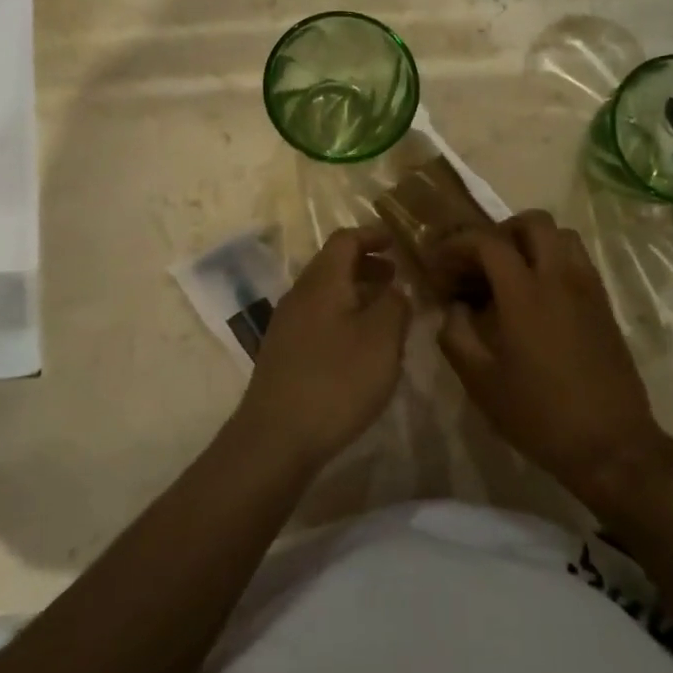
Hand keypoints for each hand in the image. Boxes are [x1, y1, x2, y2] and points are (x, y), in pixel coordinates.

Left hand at [234, 226, 410, 470]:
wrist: (276, 437)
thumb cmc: (336, 380)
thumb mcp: (381, 339)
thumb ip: (395, 305)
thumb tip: (396, 288)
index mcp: (322, 281)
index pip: (344, 240)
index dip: (371, 235)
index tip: (396, 243)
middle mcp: (299, 295)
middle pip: (333, 266)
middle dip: (366, 266)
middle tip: (396, 278)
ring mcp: (286, 325)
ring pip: (326, 295)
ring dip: (356, 294)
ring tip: (385, 314)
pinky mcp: (283, 353)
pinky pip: (318, 320)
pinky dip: (343, 318)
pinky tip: (360, 348)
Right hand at [432, 210, 665, 501]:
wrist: (611, 445)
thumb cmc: (539, 415)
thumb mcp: (480, 382)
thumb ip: (456, 335)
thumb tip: (454, 307)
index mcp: (525, 294)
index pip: (488, 241)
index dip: (458, 244)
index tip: (440, 262)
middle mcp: (560, 278)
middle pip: (533, 222)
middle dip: (500, 232)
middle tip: (480, 262)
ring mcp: (588, 288)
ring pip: (562, 235)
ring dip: (531, 242)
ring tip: (510, 274)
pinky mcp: (604, 304)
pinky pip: (578, 260)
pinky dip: (553, 260)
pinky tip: (538, 296)